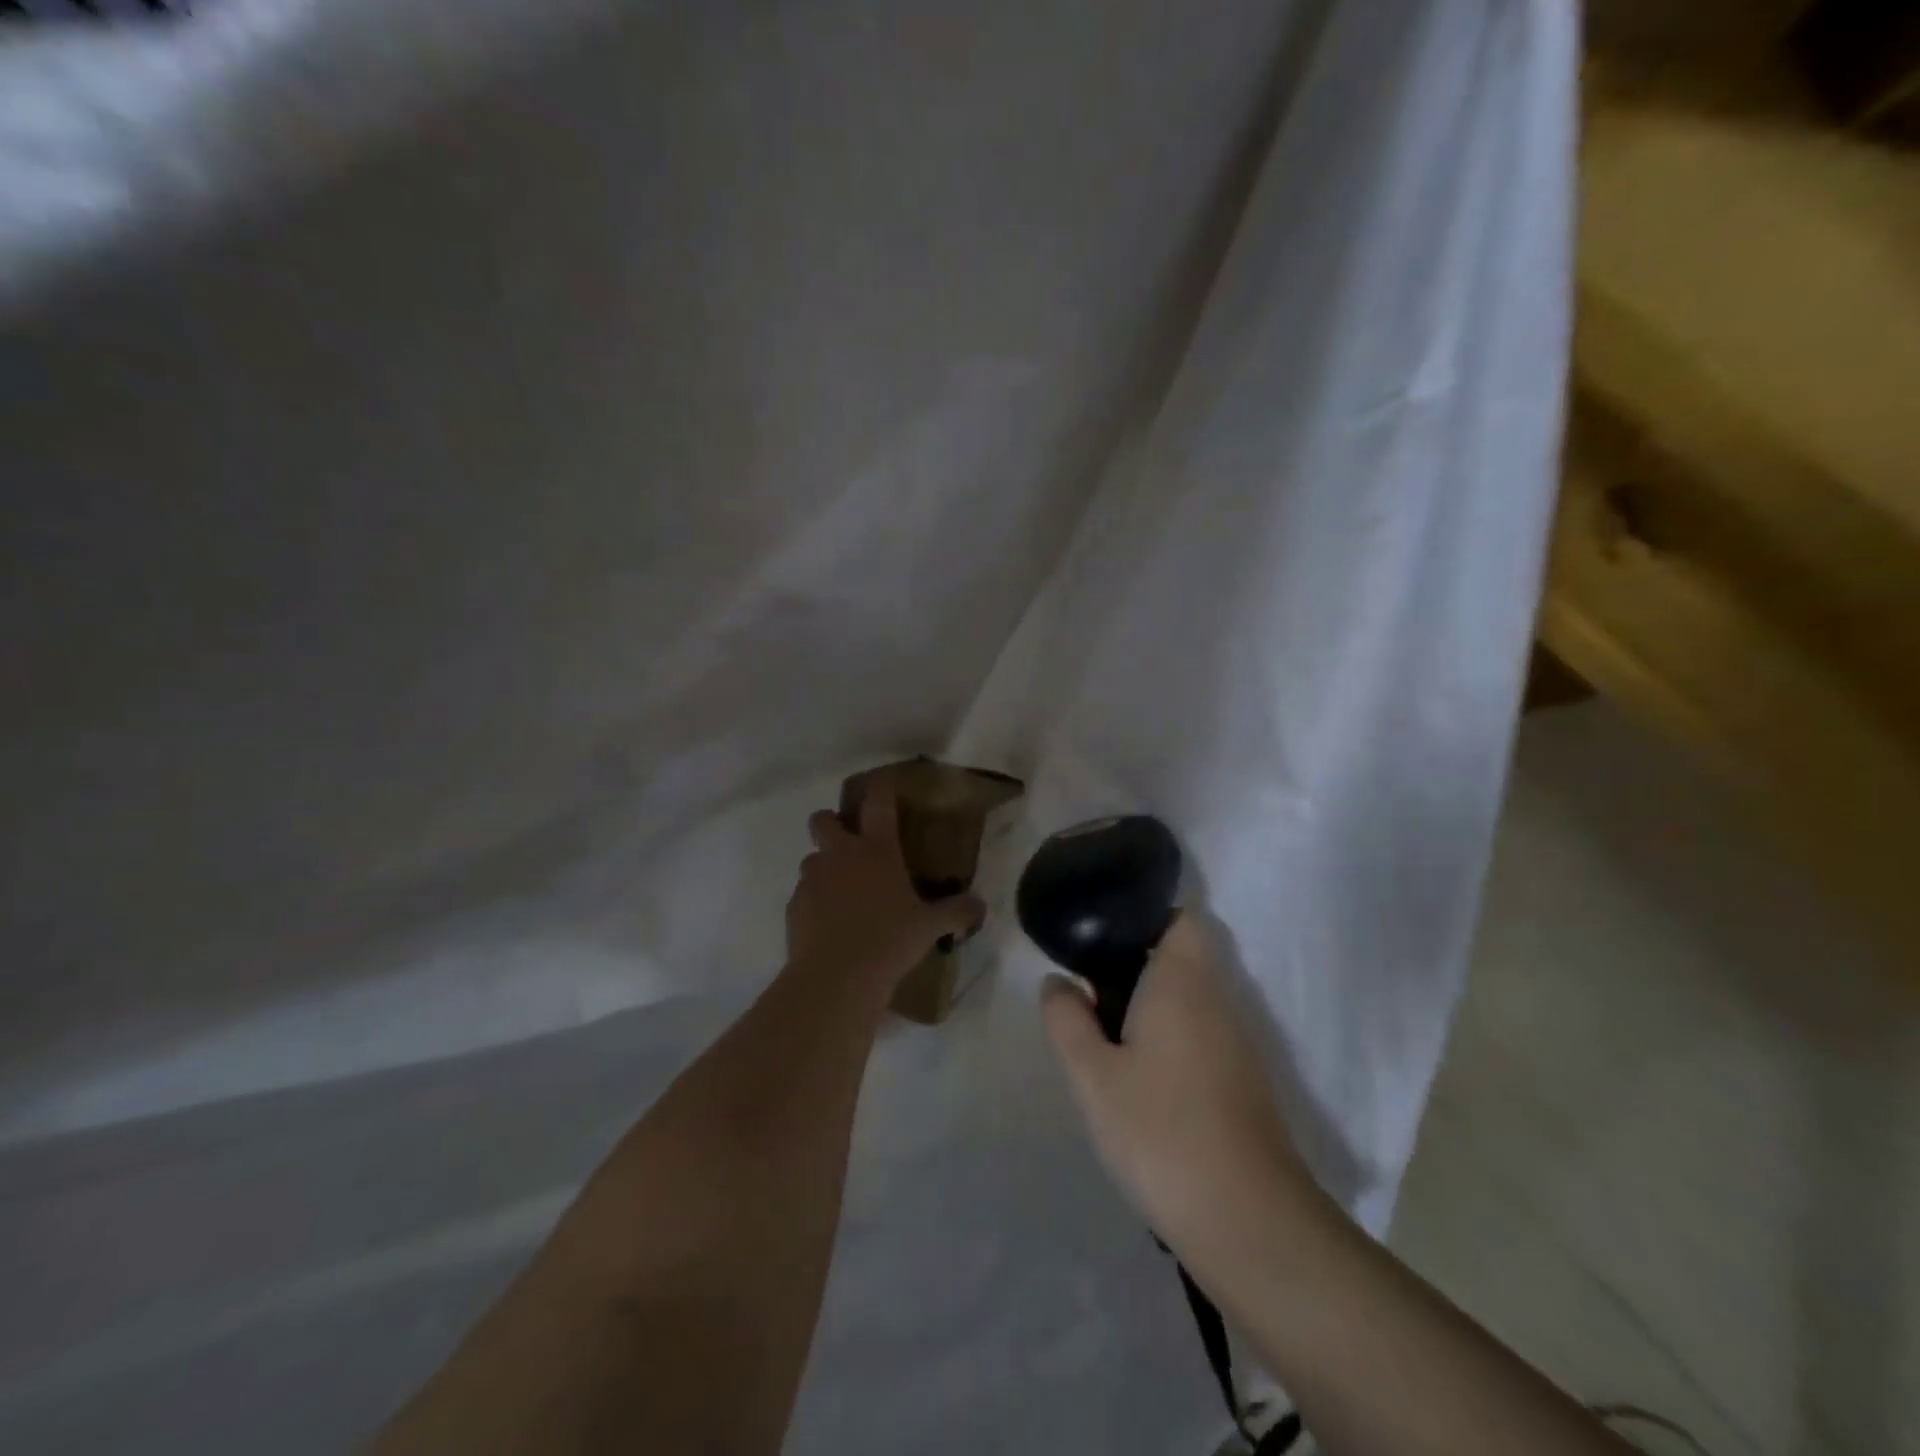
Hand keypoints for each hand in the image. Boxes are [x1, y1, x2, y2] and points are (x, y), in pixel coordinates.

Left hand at [786, 783, 983, 994]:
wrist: (837, 977)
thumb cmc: (889, 941)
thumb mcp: (930, 927)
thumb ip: (956, 912)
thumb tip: (980, 906)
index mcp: (877, 850)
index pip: (878, 802)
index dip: (880, 786)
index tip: (883, 781)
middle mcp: (841, 855)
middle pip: (823, 819)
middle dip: (832, 823)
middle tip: (849, 843)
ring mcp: (813, 878)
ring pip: (811, 857)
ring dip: (824, 867)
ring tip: (841, 893)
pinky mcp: (794, 905)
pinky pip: (803, 893)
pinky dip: (814, 902)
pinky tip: (829, 925)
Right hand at [1040, 912, 1308, 1247]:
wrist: (1247, 1220)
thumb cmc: (1160, 1131)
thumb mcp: (1092, 1075)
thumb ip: (1067, 1019)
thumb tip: (1057, 982)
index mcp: (1183, 981)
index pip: (1180, 918)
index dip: (1145, 916)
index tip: (1103, 937)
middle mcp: (1217, 1000)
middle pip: (1179, 958)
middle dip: (1133, 967)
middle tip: (1087, 994)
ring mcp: (1236, 1043)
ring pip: (1188, 1001)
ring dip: (1149, 1008)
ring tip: (1104, 1038)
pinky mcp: (1242, 1082)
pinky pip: (1200, 1036)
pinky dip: (1168, 1040)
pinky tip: (1139, 1080)